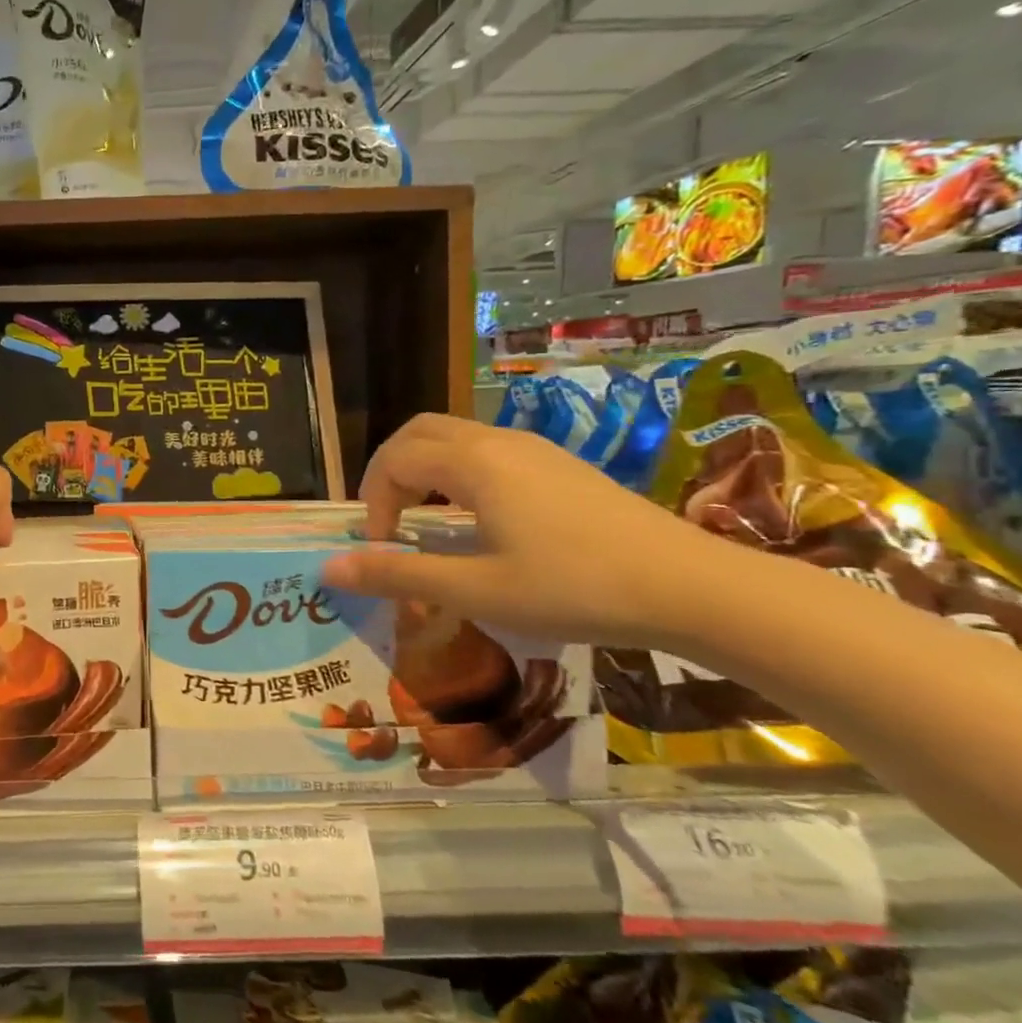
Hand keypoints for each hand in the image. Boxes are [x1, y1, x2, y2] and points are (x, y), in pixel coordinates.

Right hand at [321, 414, 730, 646]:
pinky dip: (458, 472)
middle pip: (420, 432)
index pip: (394, 460)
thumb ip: (398, 575)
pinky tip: (479, 518)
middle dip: (389, 471)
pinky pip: (487, 450)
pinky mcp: (561, 465)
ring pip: (455, 437)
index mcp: (473, 463)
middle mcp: (499, 441)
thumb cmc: (574, 588)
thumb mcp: (476, 590)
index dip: (373, 501)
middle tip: (390, 520)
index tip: (383, 548)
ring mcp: (535, 449)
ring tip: (427, 521)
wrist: (693, 587)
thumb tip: (328, 569)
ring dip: (424, 470)